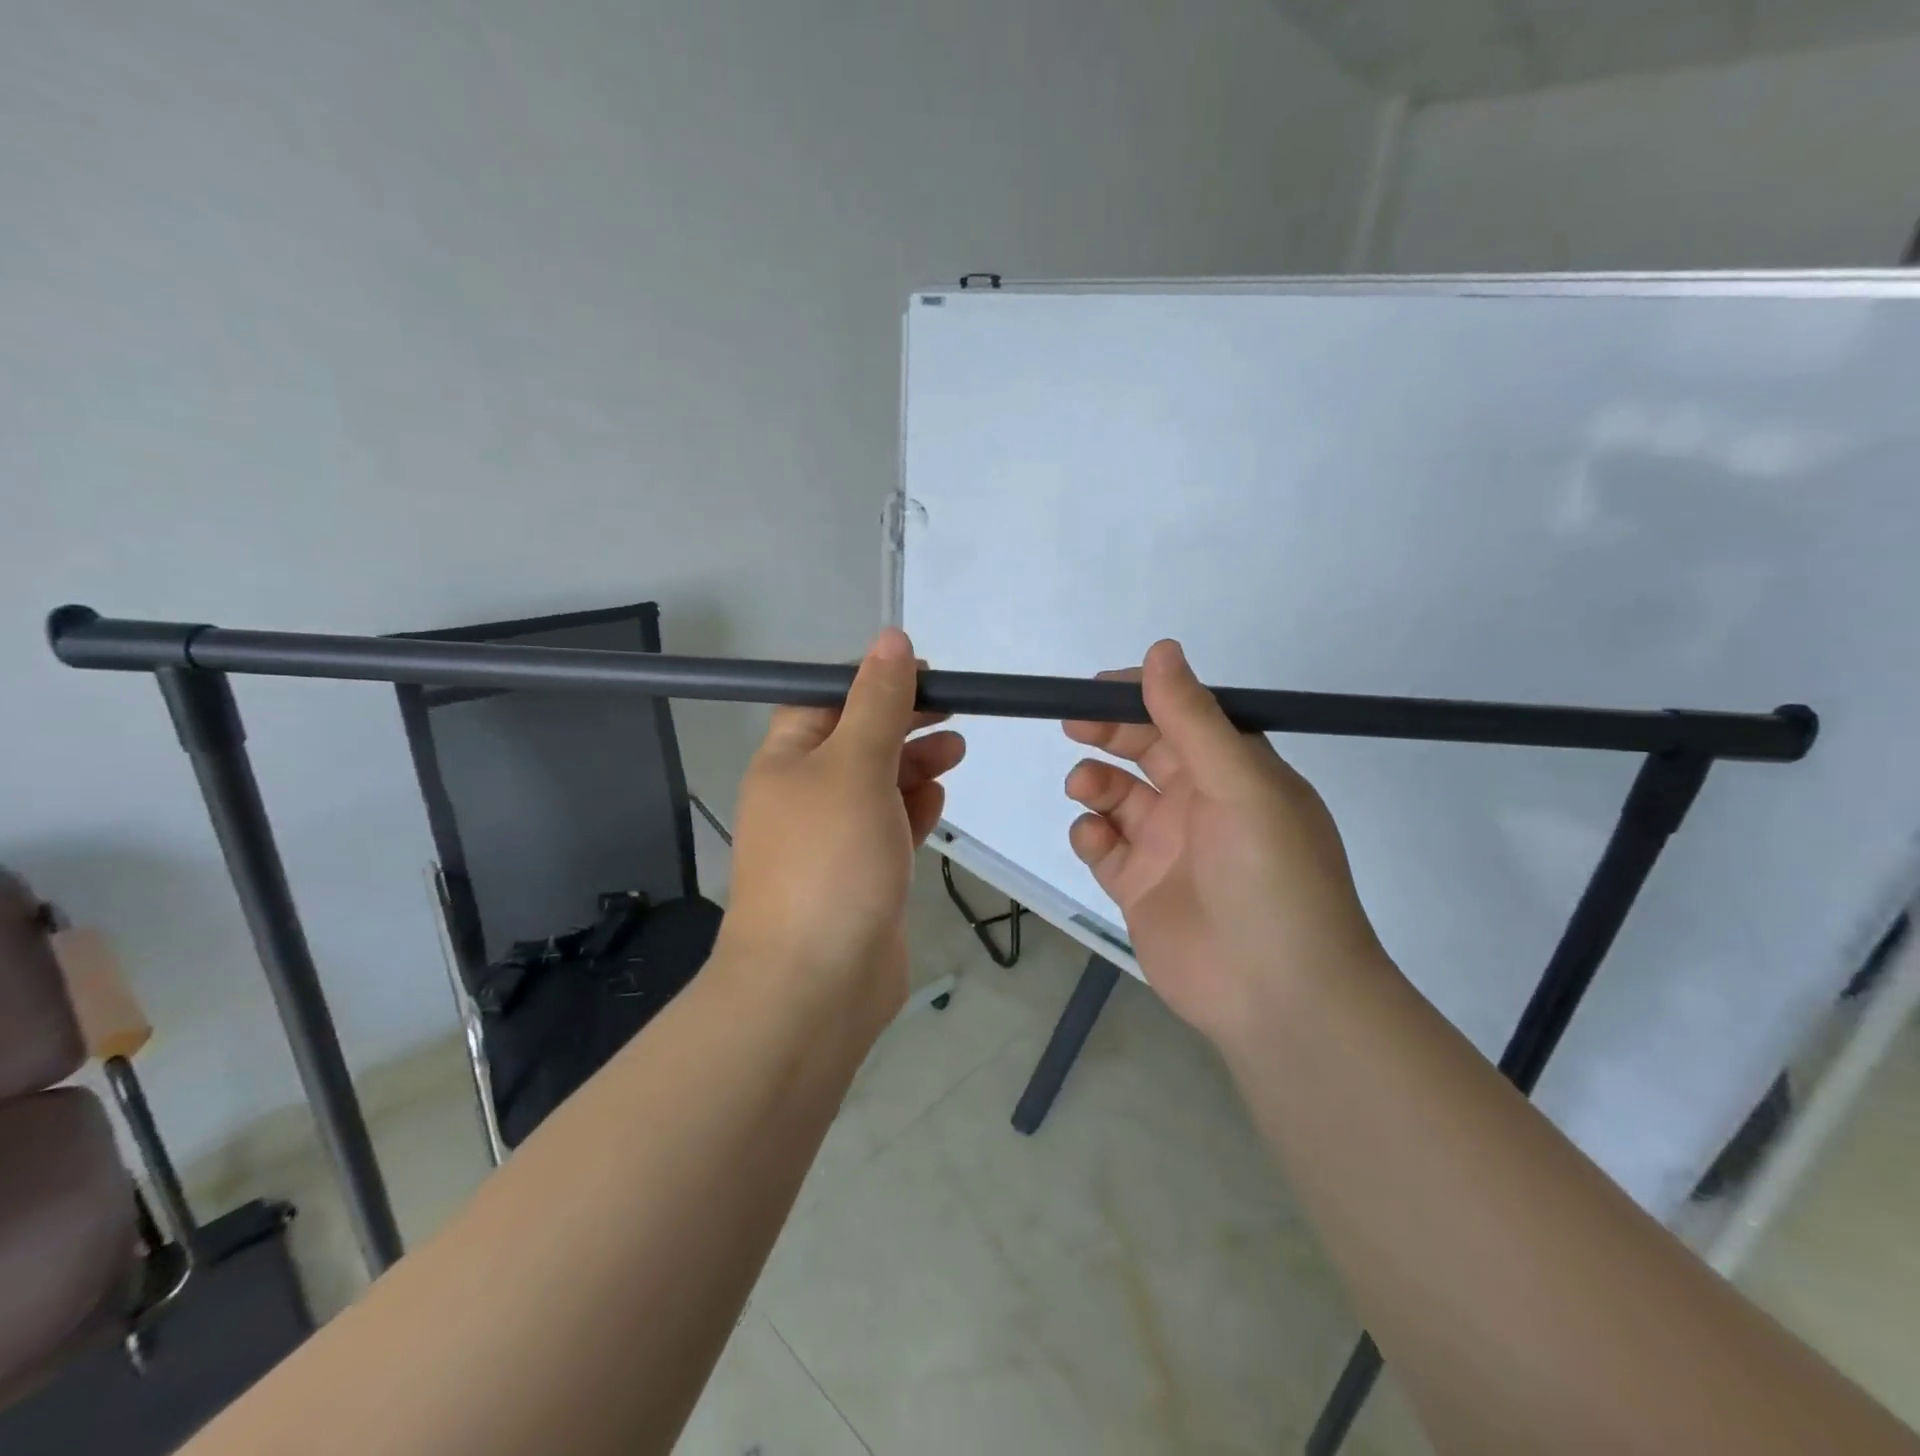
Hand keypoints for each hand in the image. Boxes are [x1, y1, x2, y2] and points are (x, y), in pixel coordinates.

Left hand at [718, 629, 964, 1030]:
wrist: (815, 985)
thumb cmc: (830, 861)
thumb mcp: (855, 765)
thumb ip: (878, 702)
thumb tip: (892, 638)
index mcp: (787, 760)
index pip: (827, 700)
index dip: (873, 681)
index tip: (926, 674)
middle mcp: (805, 795)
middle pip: (858, 740)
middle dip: (904, 722)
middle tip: (955, 711)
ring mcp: (833, 839)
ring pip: (879, 784)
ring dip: (915, 763)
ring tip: (957, 751)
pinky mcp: (861, 875)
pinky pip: (889, 827)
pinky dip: (912, 809)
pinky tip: (938, 801)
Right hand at [1062, 639, 1387, 1046]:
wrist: (1279, 995)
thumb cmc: (1270, 877)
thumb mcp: (1241, 786)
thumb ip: (1193, 719)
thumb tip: (1161, 650)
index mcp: (1237, 772)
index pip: (1184, 717)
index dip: (1143, 697)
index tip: (1099, 688)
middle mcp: (1202, 803)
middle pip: (1145, 751)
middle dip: (1110, 734)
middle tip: (1075, 725)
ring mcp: (1168, 848)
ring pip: (1118, 796)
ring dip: (1096, 782)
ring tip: (1087, 788)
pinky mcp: (1139, 888)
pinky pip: (1103, 847)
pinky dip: (1091, 835)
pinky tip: (1097, 841)